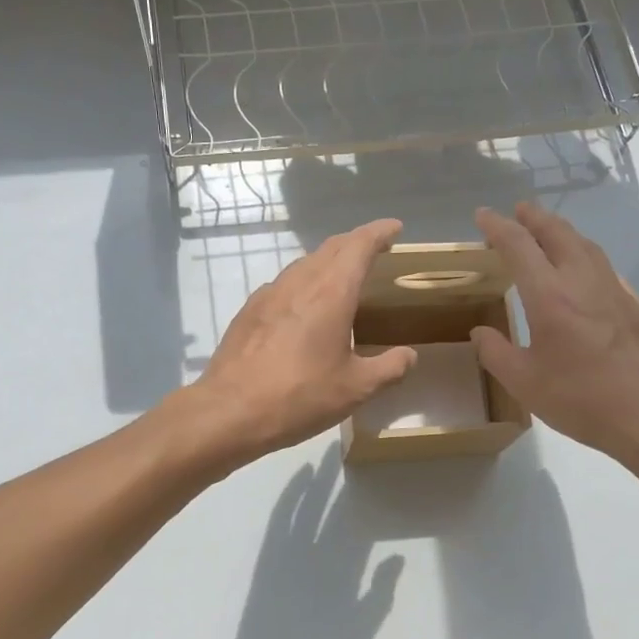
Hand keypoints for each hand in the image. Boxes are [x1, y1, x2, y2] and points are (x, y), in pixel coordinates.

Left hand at [189, 219, 416, 464]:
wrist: (230, 411)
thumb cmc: (300, 396)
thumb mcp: (356, 388)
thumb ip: (389, 368)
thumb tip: (409, 356)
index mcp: (331, 293)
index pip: (359, 246)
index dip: (379, 233)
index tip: (394, 228)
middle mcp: (299, 283)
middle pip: (331, 248)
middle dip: (355, 243)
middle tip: (375, 250)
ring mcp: (269, 294)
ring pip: (305, 264)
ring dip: (328, 262)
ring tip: (343, 278)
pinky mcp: (249, 311)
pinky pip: (284, 284)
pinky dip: (304, 283)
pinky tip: (304, 307)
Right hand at [471, 204, 638, 471]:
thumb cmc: (583, 400)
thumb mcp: (525, 383)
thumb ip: (496, 353)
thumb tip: (480, 332)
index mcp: (550, 296)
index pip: (519, 245)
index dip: (497, 227)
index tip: (482, 216)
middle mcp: (582, 281)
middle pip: (558, 232)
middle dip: (534, 217)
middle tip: (518, 211)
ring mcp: (614, 289)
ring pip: (585, 244)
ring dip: (562, 230)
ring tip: (547, 231)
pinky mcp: (634, 303)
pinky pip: (602, 263)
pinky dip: (583, 252)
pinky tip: (581, 269)